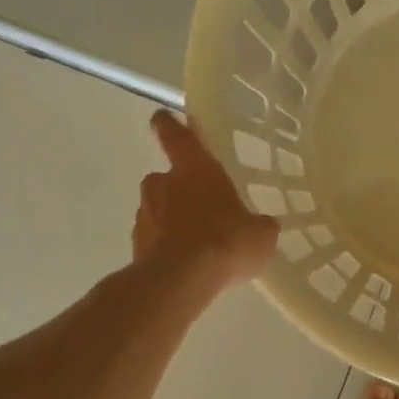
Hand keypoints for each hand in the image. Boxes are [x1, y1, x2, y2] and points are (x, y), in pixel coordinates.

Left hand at [133, 109, 278, 283]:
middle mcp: (162, 183)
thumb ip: (259, 225)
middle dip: (181, 190)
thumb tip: (263, 225)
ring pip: (158, 209)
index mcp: (194, 168)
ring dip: (172, 220)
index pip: (176, 135)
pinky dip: (166, 247)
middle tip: (203, 209)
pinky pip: (154, 239)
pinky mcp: (136, 245)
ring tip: (197, 245)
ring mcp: (145, 214)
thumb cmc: (225, 241)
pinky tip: (186, 266)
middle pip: (166, 178)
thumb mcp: (260, 234)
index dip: (170, 125)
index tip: (164, 119)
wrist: (181, 280)